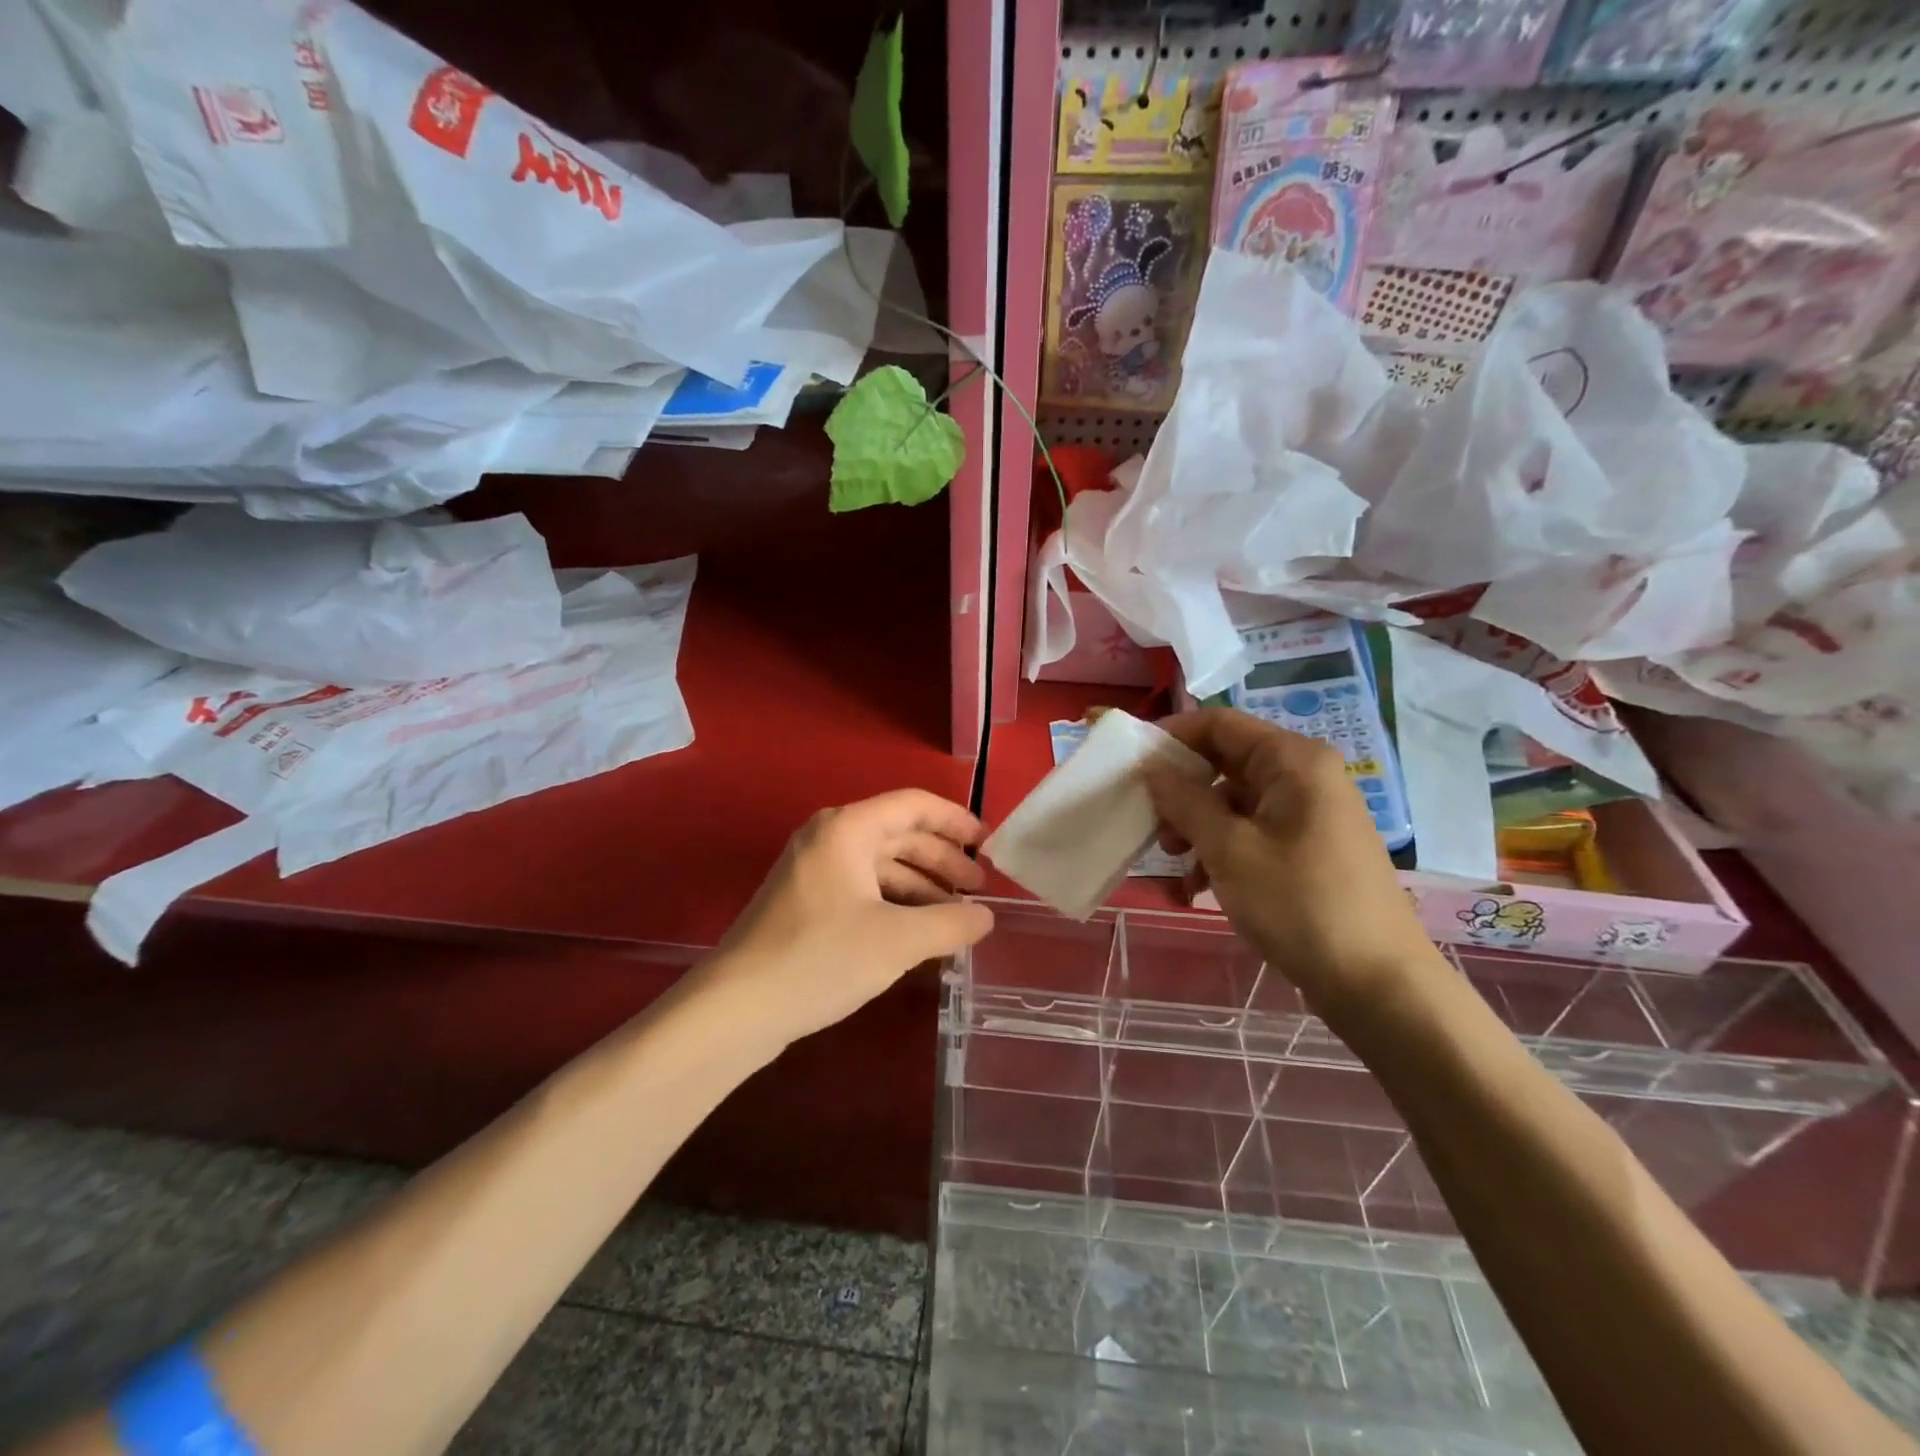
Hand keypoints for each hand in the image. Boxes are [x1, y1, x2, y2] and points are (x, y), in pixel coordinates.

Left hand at [699, 790, 995, 1050]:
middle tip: (979, 891)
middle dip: (942, 860)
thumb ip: (951, 923)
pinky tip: (919, 934)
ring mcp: (814, 871)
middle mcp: (829, 839)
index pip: (914, 806)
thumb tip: (986, 917)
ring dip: (922, 887)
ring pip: (881, 866)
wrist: (736, 1008)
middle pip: (899, 835)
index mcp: (848, 829)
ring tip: (956, 917)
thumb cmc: (820, 959)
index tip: (989, 846)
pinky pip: (863, 890)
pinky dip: (896, 905)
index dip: (956, 821)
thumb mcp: (898, 941)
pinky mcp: (806, 904)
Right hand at [1143, 708, 1439, 1013]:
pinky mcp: (1310, 848)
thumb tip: (1152, 766)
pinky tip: (1200, 888)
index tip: (1132, 765)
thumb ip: (1185, 800)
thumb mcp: (1229, 849)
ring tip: (1175, 862)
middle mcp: (1305, 776)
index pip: (1219, 724)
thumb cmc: (1298, 904)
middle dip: (1182, 790)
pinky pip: (1254, 831)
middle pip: (1226, 762)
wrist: (1377, 983)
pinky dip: (1222, 850)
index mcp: (1293, 761)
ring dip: (1198, 826)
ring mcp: (1311, 813)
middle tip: (1152, 824)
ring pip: (1236, 801)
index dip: (1172, 737)